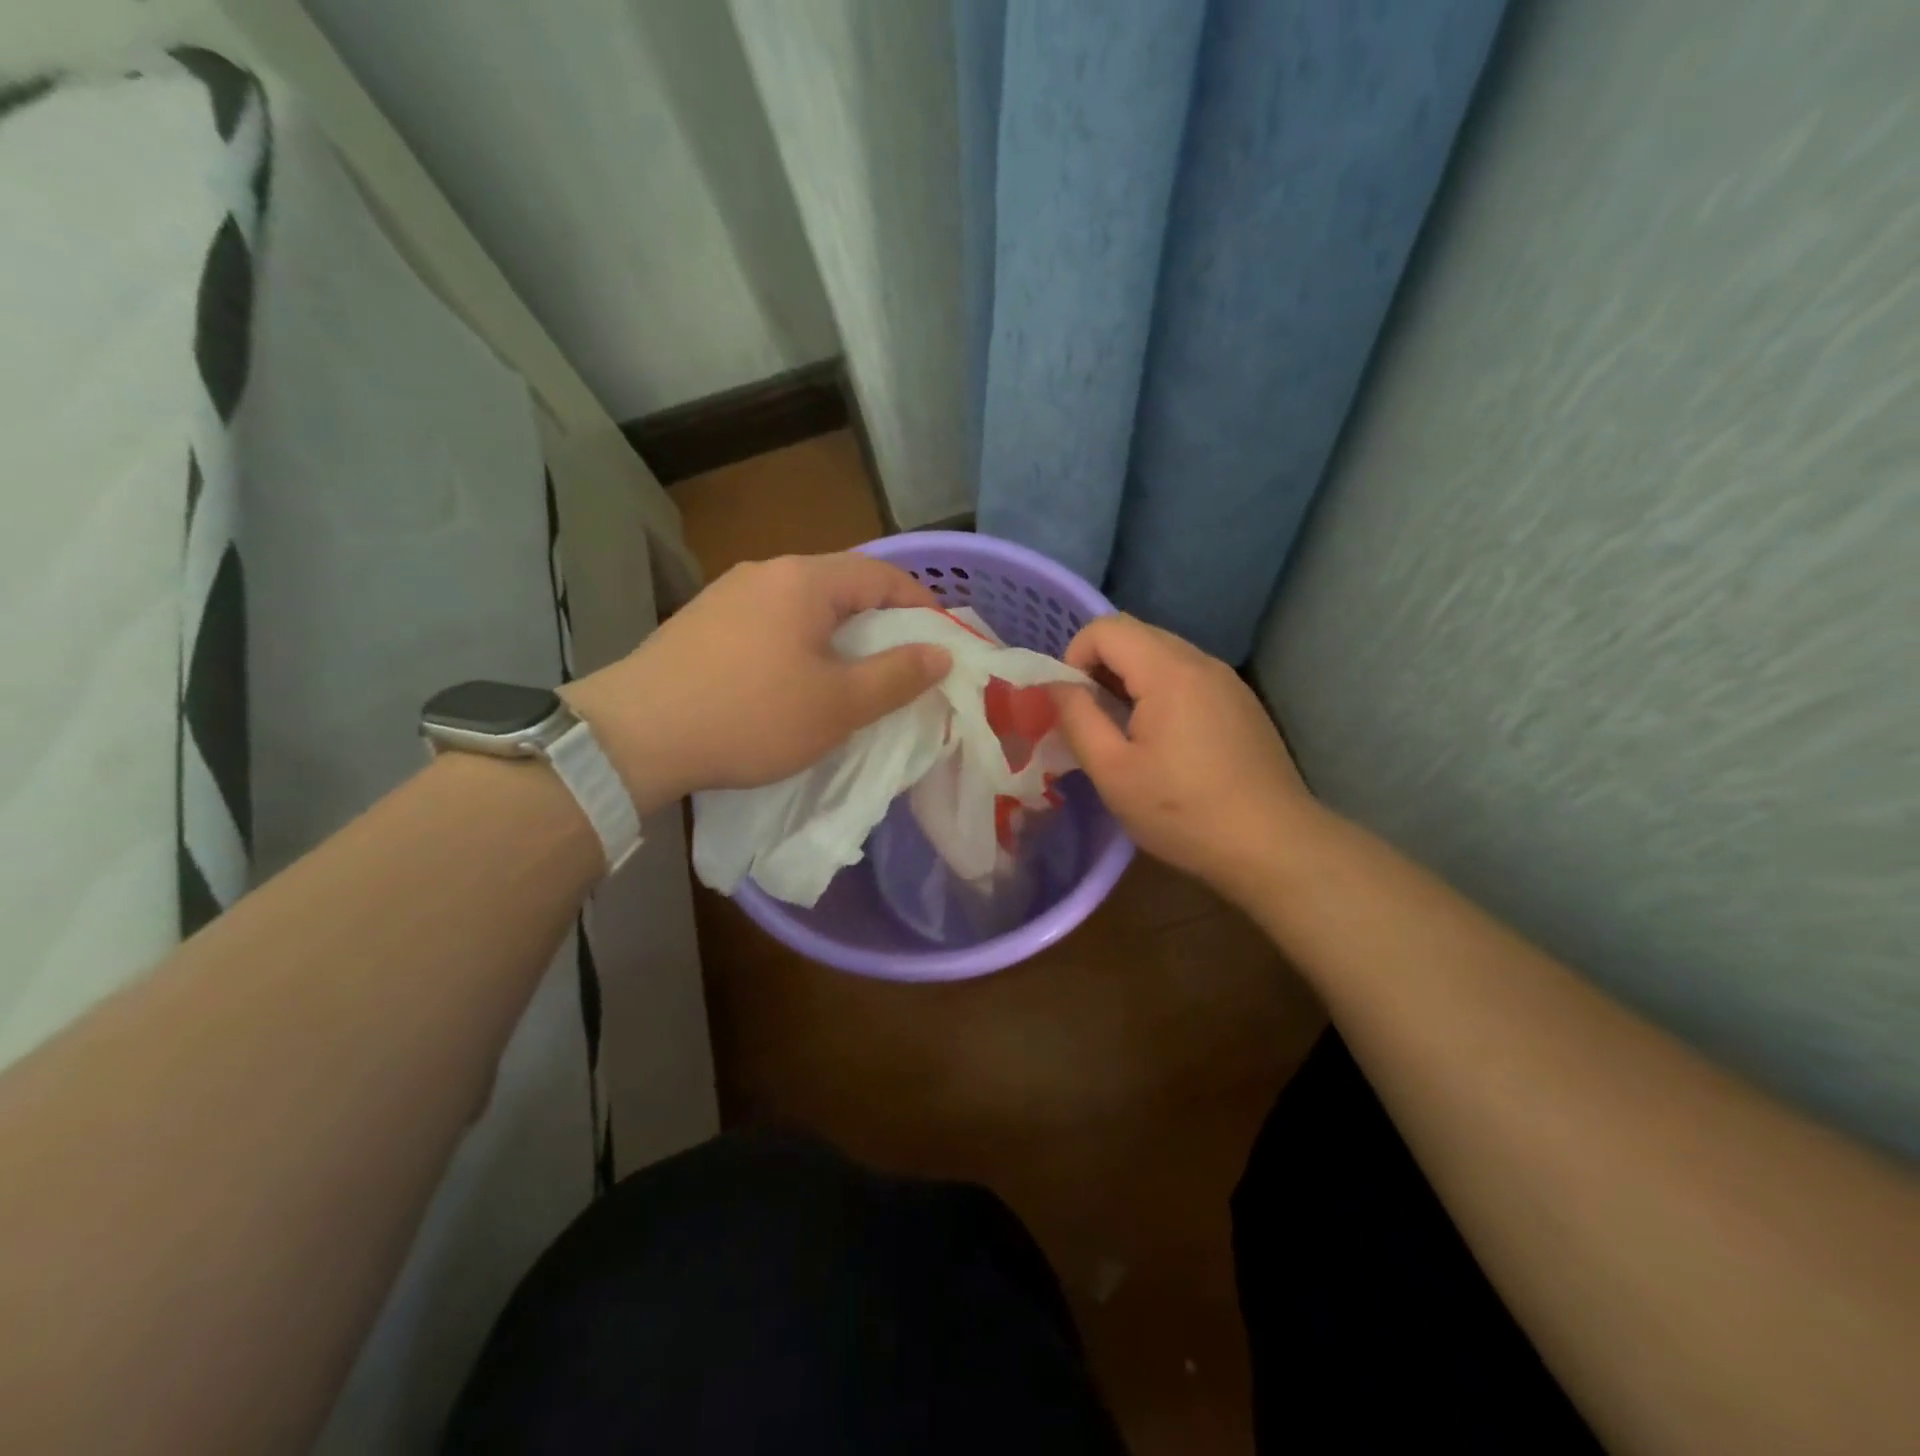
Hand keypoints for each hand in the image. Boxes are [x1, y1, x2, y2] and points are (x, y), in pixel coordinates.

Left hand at [564, 553, 949, 813]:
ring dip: (837, 636)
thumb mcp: (838, 704)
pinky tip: (793, 683)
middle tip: (901, 667)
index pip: (882, 575)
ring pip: (803, 607)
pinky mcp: (701, 623)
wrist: (634, 736)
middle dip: (880, 624)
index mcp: (805, 579)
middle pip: (842, 586)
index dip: (921, 604)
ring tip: (851, 678)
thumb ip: (897, 676)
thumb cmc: (751, 716)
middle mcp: (765, 572)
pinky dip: (799, 645)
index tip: (942, 642)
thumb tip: (941, 652)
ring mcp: (727, 594)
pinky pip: (769, 623)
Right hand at [1051, 613, 1322, 901]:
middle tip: (1091, 718)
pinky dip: (1160, 691)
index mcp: (1168, 671)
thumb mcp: (1112, 771)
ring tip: (1123, 732)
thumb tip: (1055, 685)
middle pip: (1136, 635)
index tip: (1072, 704)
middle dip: (1100, 666)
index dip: (1074, 656)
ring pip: (1162, 655)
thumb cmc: (1183, 812)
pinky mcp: (1241, 703)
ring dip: (1130, 680)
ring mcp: (1227, 681)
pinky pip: (1188, 676)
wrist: (1273, 846)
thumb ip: (1077, 718)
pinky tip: (1163, 742)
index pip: (1106, 628)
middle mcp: (1201, 662)